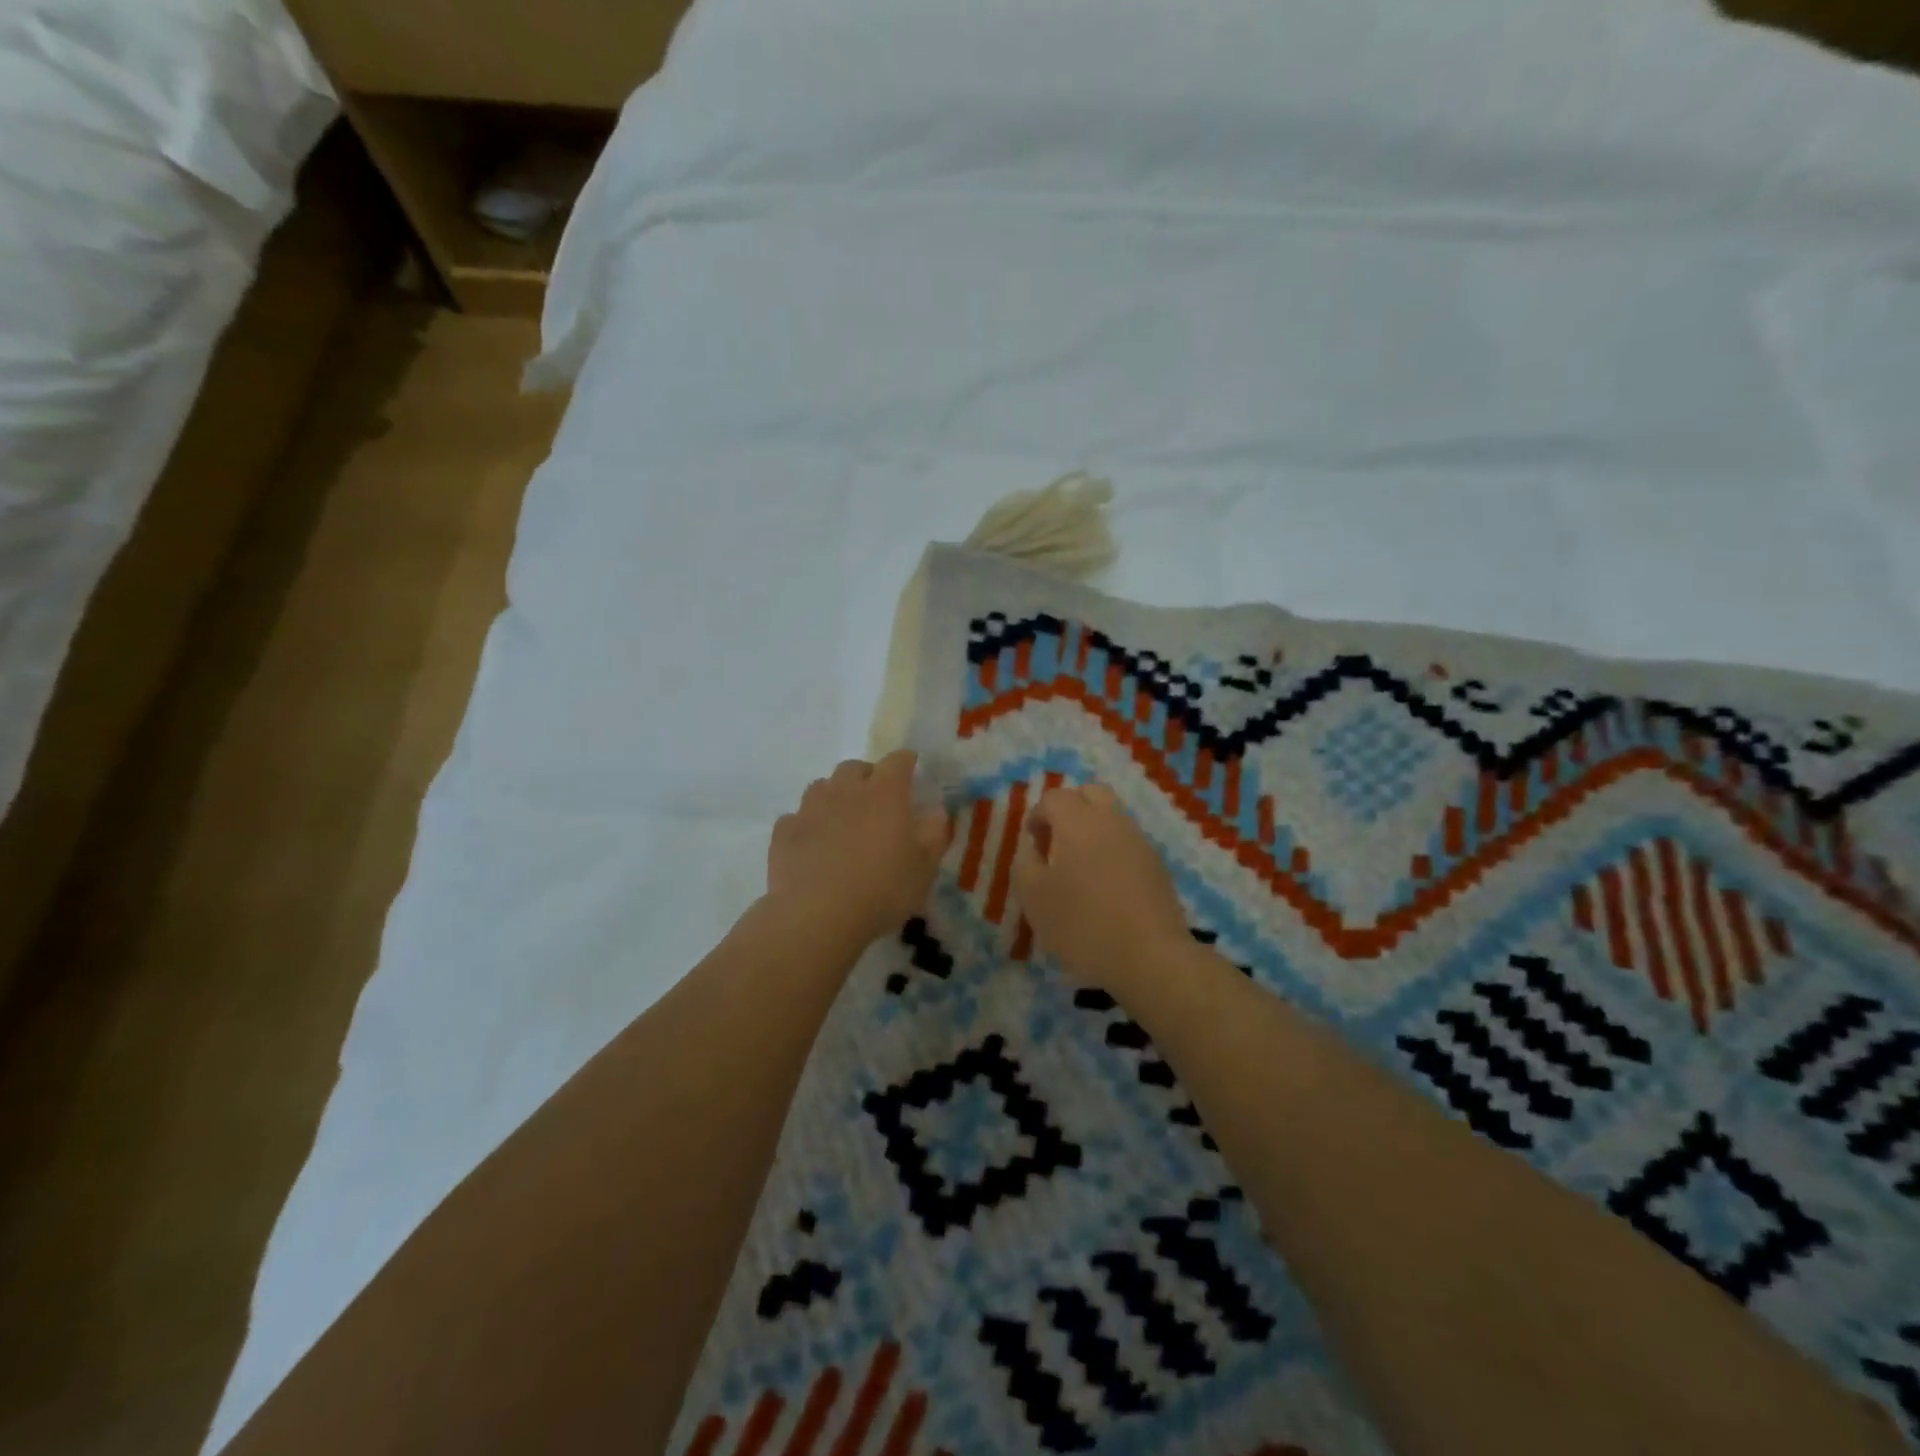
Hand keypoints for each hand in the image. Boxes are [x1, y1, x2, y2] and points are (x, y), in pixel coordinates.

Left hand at [767, 752, 951, 947]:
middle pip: (855, 767)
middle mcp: (846, 790)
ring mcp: (810, 809)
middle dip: (867, 776)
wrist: (817, 916)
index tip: (912, 770)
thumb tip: (936, 809)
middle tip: (877, 800)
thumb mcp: (924, 867)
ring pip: (822, 786)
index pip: (898, 761)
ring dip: (835, 796)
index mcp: (885, 793)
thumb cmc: (882, 890)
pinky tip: (813, 845)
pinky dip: (807, 825)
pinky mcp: (784, 832)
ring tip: (842, 821)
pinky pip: (797, 817)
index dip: (906, 762)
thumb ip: (934, 832)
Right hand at [1012, 782, 1189, 986]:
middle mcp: (1112, 821)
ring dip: (1092, 831)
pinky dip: (1112, 852)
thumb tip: (1034, 848)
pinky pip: (1128, 843)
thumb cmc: (1082, 924)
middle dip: (1070, 810)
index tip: (1032, 844)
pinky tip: (1105, 887)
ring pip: (1112, 818)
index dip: (1037, 815)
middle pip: (1091, 794)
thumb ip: (1025, 863)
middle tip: (1056, 843)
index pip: (1055, 797)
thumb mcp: (1033, 897)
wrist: (1150, 957)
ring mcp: (1140, 842)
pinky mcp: (1157, 866)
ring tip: (1079, 869)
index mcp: (1078, 822)